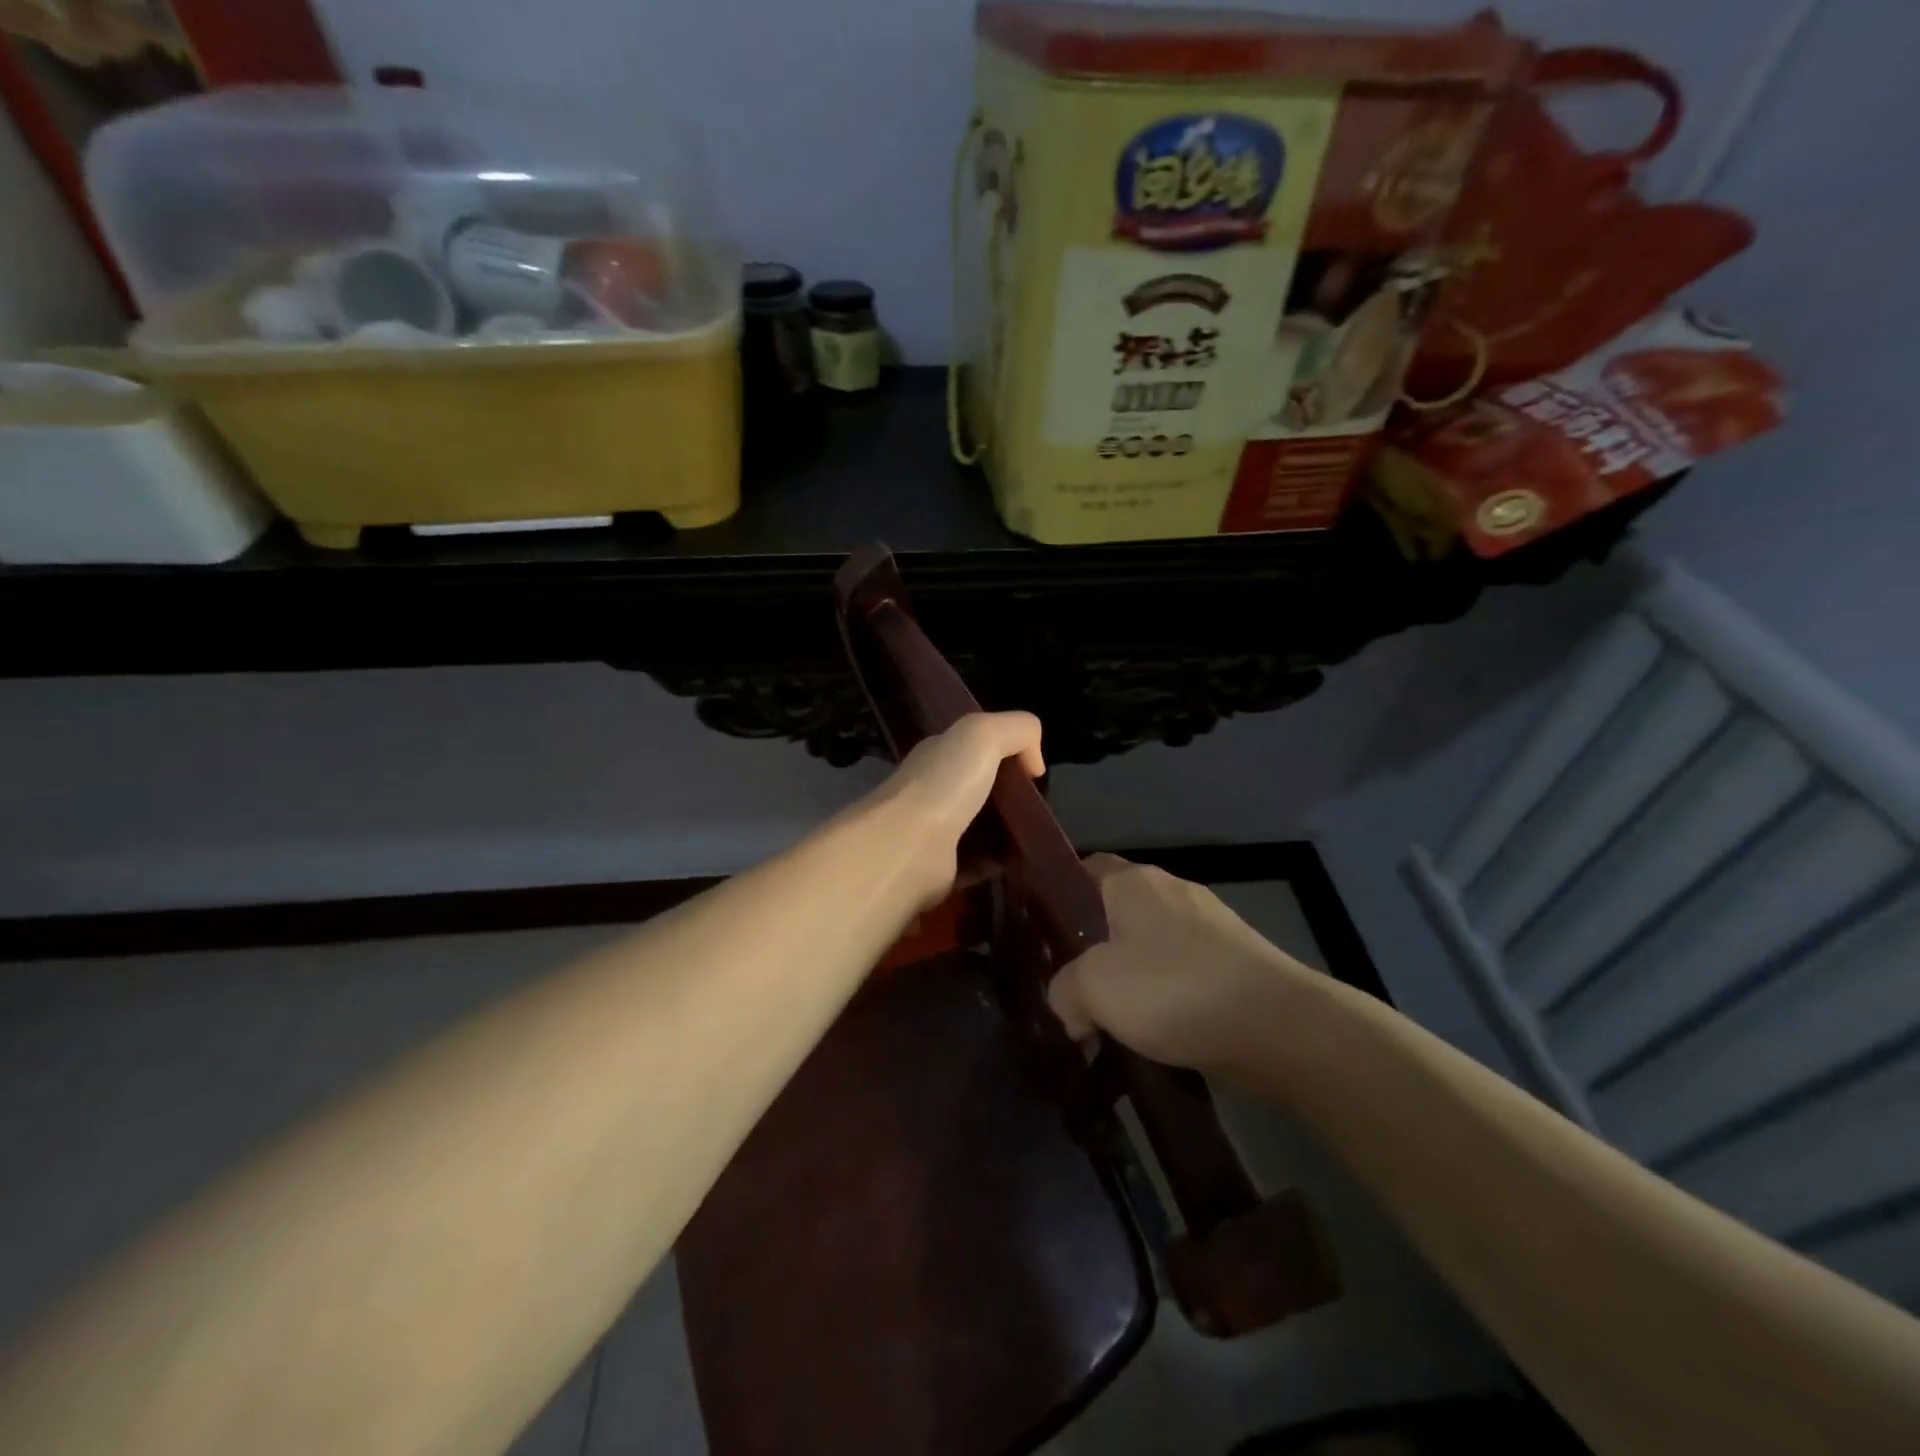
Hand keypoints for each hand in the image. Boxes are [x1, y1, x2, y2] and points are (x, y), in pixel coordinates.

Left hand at [866, 711, 1043, 907]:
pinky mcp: (942, 869)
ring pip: (982, 826)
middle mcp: (933, 789)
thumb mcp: (984, 735)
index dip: (1008, 753)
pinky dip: (1001, 862)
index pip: (976, 747)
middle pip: (981, 788)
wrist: (907, 848)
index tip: (1034, 772)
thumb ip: (1019, 731)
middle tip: (1041, 807)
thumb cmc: (944, 785)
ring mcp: (935, 831)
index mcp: (939, 754)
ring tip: (1041, 835)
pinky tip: (1025, 861)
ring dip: (1010, 831)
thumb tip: (1035, 765)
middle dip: (1012, 796)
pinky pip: (980, 862)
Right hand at [1048, 855, 1315, 1075]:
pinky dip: (1171, 998)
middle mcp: (1174, 891)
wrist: (1281, 1026)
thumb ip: (1064, 990)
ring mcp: (1213, 926)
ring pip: (1154, 946)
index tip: (1045, 934)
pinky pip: (1187, 973)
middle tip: (1074, 988)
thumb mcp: (1094, 989)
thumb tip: (1069, 1004)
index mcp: (1135, 882)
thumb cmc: (1174, 988)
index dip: (1062, 894)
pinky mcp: (1240, 962)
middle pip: (1119, 912)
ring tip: (1116, 1023)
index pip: (1087, 868)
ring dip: (1135, 979)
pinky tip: (1163, 1035)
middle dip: (1096, 949)